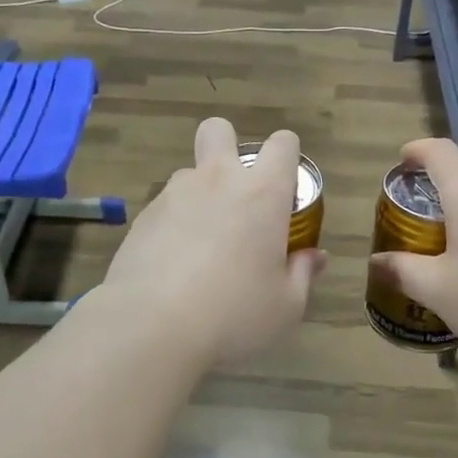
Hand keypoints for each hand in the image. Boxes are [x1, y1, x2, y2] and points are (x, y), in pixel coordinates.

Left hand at [100, 118, 325, 365]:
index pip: (283, 144)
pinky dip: (173, 225)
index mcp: (262, 193)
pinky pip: (164, 207)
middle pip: (219, 130)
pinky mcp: (142, 218)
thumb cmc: (234, 314)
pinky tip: (172, 267)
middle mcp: (217, 180)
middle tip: (237, 194)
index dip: (288, 156)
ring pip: (189, 173)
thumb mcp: (286, 306)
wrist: (151, 326)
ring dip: (200, 195)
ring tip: (201, 246)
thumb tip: (314, 257)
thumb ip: (303, 274)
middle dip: (228, 146)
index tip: (286, 188)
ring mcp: (173, 195)